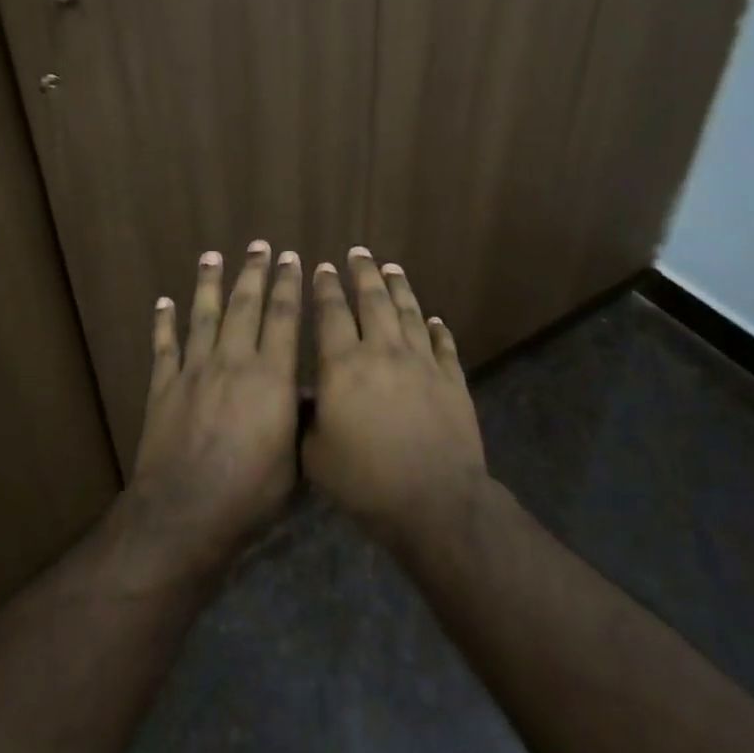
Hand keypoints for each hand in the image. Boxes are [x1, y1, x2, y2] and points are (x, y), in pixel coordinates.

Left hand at [127, 241, 302, 569]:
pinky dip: (163, 322)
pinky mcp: (164, 386)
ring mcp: (194, 370)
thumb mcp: (294, 458)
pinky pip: (164, 346)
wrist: (186, 510)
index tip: (292, 258)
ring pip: (203, 316)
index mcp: (270, 376)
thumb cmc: (250, 491)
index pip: (283, 318)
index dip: (289, 285)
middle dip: (254, 273)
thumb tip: (309, 391)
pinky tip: (163, 302)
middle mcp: (233, 362)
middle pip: (245, 306)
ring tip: (211, 256)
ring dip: (208, 283)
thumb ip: (300, 418)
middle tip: (259, 245)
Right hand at [304, 248, 486, 544]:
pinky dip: (437, 329)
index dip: (325, 288)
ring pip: (408, 313)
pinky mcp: (452, 379)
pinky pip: (443, 344)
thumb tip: (301, 395)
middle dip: (363, 273)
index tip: (322, 267)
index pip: (331, 313)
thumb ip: (305, 418)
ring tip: (391, 268)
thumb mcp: (315, 454)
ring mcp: (422, 362)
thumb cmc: (364, 480)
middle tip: (358, 252)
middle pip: (373, 301)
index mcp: (344, 365)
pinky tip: (434, 319)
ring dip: (399, 288)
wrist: (433, 500)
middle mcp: (382, 351)